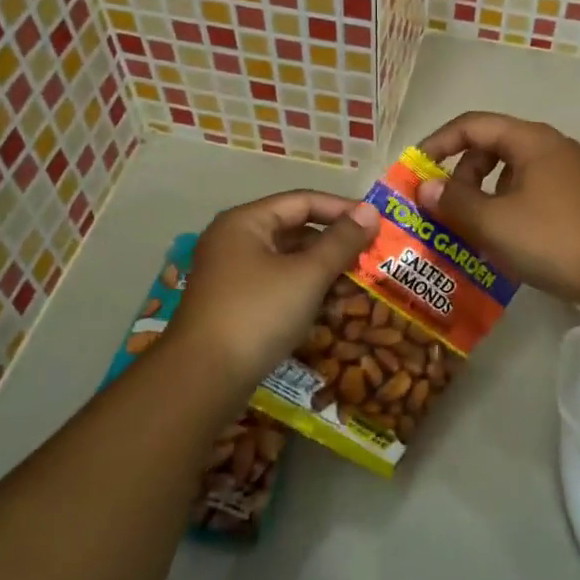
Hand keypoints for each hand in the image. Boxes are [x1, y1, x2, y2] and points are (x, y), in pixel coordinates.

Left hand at [167, 191, 378, 388]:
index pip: (302, 201)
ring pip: (286, 260)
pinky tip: (329, 306)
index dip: (341, 209)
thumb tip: (371, 210)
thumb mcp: (307, 275)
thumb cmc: (258, 314)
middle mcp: (234, 240)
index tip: (376, 223)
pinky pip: (277, 284)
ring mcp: (231, 274)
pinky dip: (304, 289)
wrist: (203, 379)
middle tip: (370, 255)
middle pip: (293, 229)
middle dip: (333, 242)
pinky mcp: (234, 304)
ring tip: (357, 282)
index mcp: (245, 222)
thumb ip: (341, 241)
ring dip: (322, 268)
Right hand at [415, 113, 579, 305]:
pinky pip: (526, 190)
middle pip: (491, 146)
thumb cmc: (551, 238)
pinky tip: (498, 238)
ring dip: (481, 193)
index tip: (415, 169)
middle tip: (443, 206)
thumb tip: (425, 187)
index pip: (472, 125)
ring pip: (509, 171)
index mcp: (530, 140)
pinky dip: (503, 206)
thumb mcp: (493, 222)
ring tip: (468, 227)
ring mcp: (565, 173)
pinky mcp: (573, 199)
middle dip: (460, 174)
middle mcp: (549, 147)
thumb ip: (453, 201)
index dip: (438, 143)